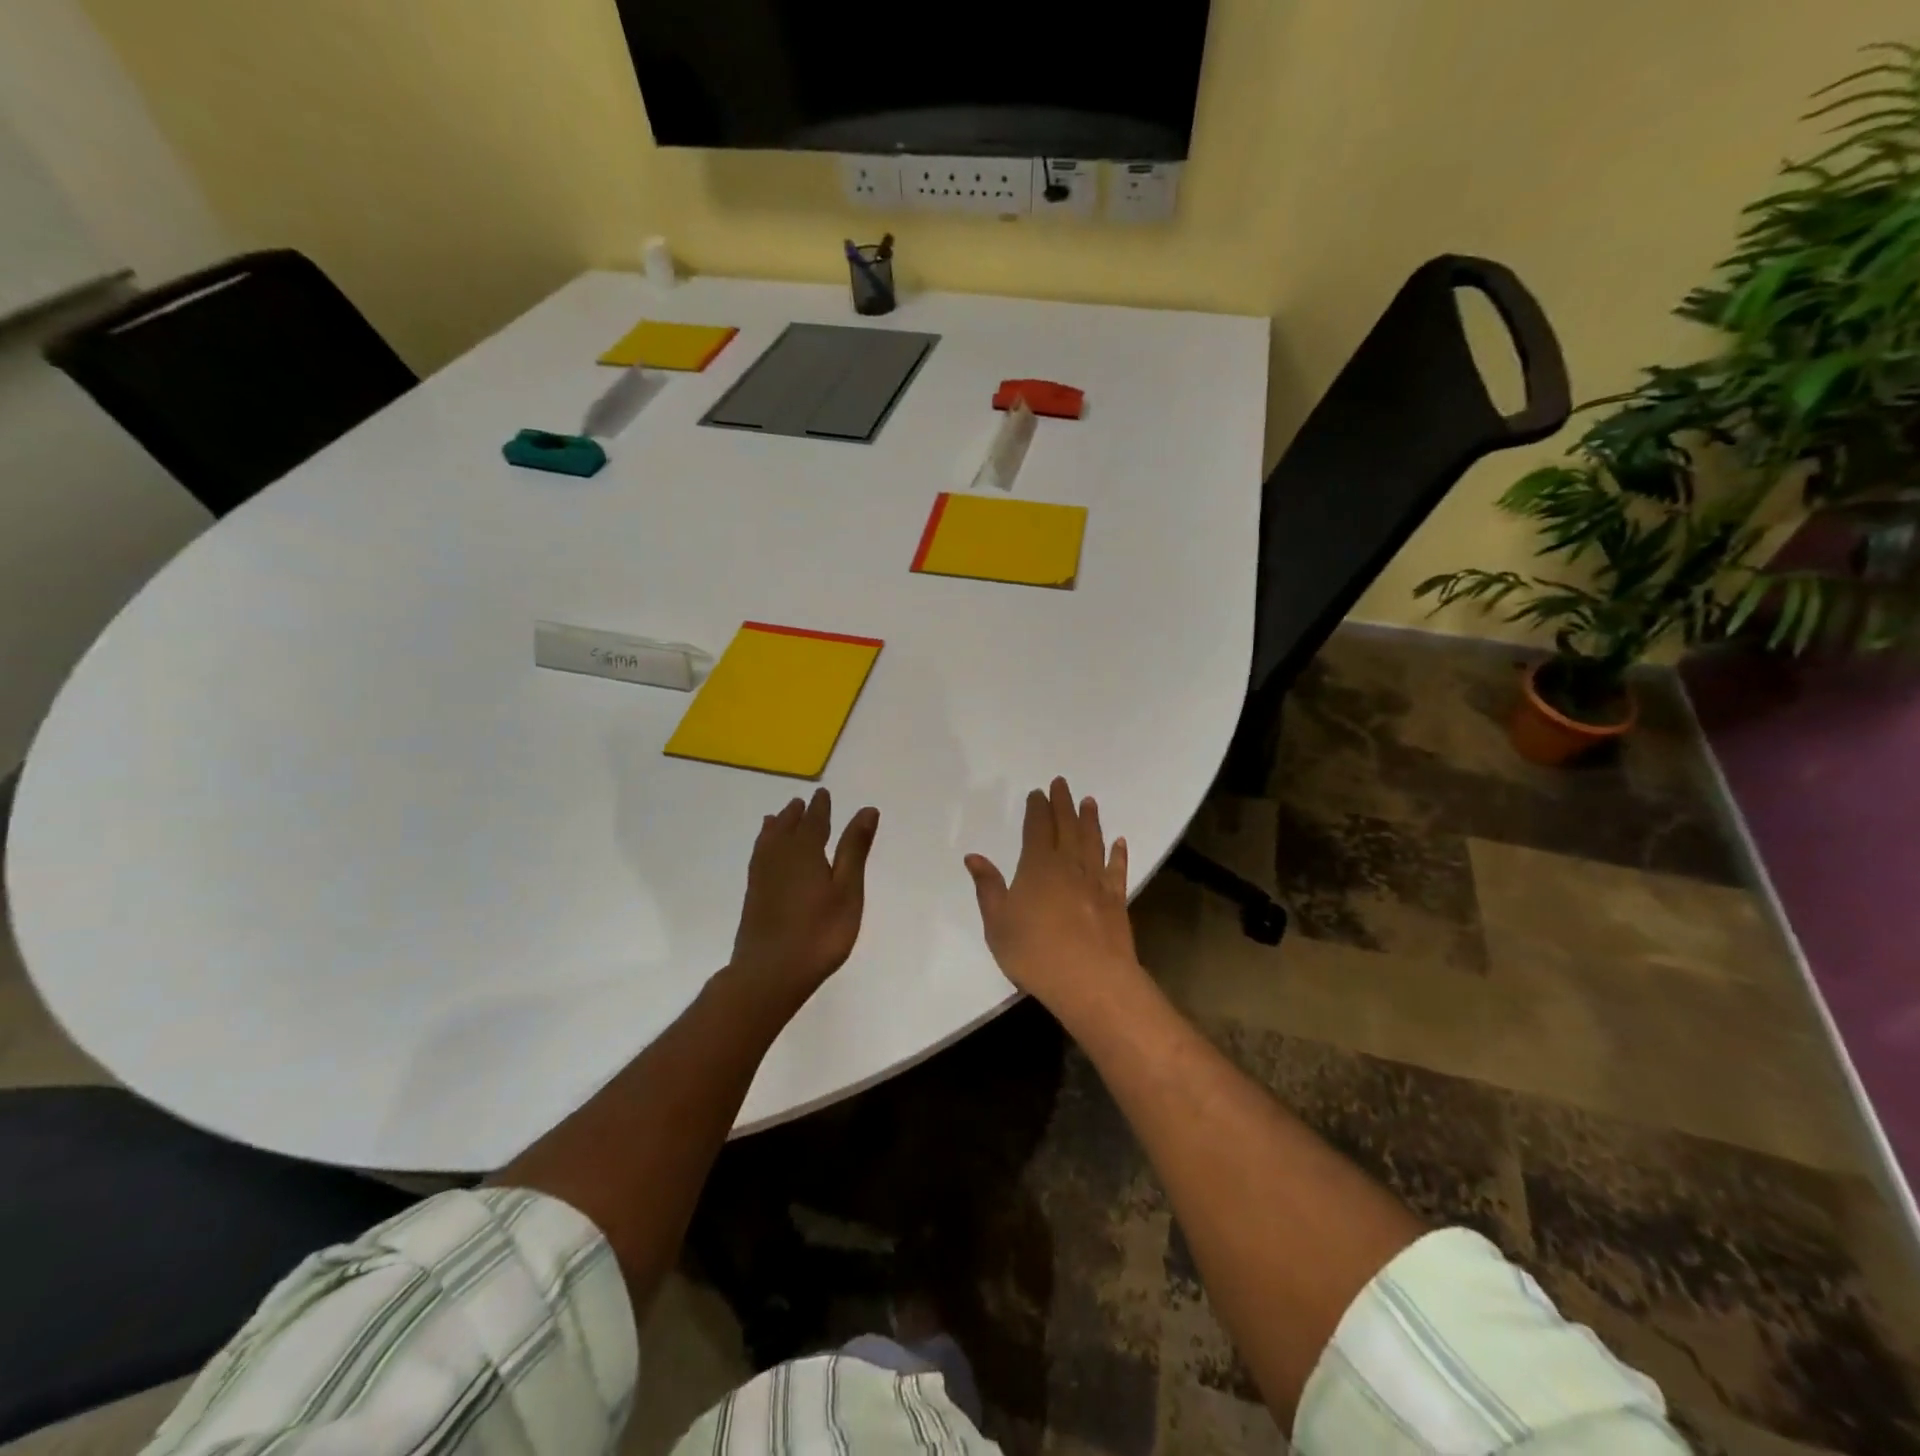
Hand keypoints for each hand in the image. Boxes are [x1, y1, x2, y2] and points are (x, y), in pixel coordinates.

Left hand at [730, 788, 878, 1004]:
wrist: (770, 973)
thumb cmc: (819, 932)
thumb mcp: (847, 890)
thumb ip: (854, 849)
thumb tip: (866, 810)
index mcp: (805, 851)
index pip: (814, 821)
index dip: (820, 807)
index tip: (822, 793)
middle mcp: (780, 857)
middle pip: (787, 828)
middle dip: (796, 814)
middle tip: (800, 802)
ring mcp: (763, 877)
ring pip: (768, 841)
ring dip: (777, 827)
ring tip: (778, 818)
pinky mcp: (754, 896)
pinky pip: (758, 857)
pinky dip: (763, 846)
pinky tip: (765, 855)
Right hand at [965, 777, 1138, 1014]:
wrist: (1091, 981)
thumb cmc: (1035, 953)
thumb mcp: (998, 924)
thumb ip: (988, 888)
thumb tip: (974, 857)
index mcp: (1037, 867)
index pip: (1037, 828)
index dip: (1037, 809)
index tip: (1038, 793)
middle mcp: (1069, 866)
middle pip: (1067, 827)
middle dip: (1063, 804)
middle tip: (1062, 784)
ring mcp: (1096, 882)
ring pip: (1093, 842)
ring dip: (1090, 820)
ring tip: (1089, 802)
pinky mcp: (1116, 901)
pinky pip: (1117, 870)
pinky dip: (1118, 854)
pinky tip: (1120, 842)